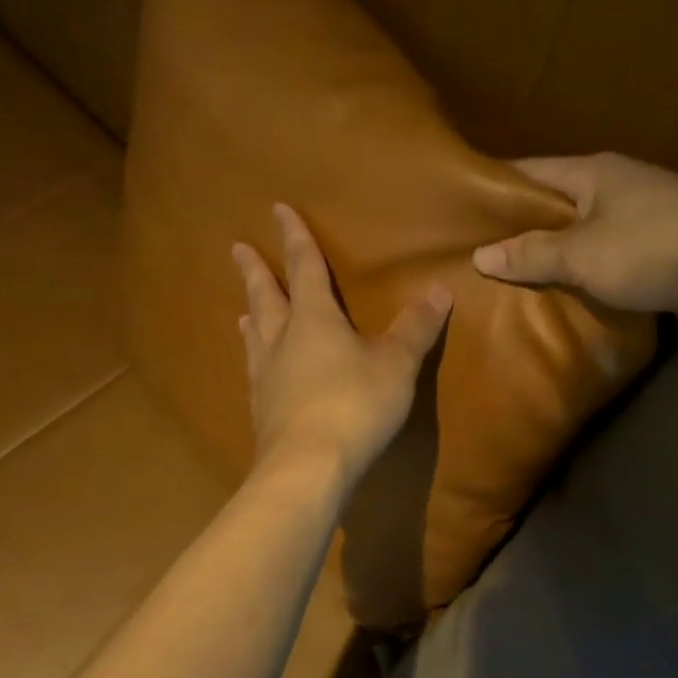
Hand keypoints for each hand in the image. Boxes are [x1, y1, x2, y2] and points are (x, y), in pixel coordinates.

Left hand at [232, 203, 450, 486]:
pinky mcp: (262, 412)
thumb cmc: (356, 405)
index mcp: (314, 320)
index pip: (304, 268)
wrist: (308, 467)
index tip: (278, 210)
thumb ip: (416, 328)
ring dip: (251, 317)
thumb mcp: (396, 364)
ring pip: (255, 337)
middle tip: (237, 249)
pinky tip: (257, 372)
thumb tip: (440, 289)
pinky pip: (256, 374)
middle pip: (265, 298)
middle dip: (255, 272)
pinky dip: (256, 360)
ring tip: (243, 311)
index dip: (295, 238)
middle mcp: (283, 342)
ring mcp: (267, 378)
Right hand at [472, 153, 677, 324]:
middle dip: (521, 228)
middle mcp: (618, 186)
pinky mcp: (663, 248)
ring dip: (556, 255)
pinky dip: (587, 273)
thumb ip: (531, 254)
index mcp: (595, 172)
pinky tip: (566, 296)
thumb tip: (479, 254)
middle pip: (556, 204)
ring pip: (584, 234)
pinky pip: (610, 258)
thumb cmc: (654, 249)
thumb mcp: (583, 254)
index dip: (494, 189)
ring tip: (513, 281)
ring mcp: (644, 216)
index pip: (530, 171)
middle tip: (478, 255)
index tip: (459, 210)